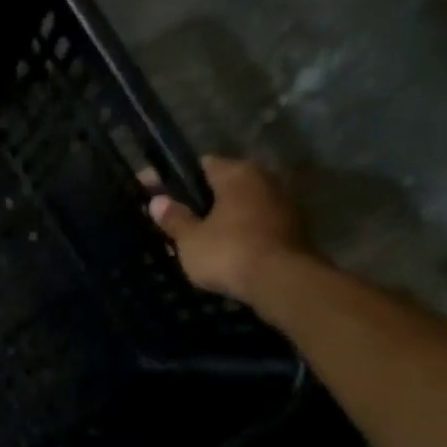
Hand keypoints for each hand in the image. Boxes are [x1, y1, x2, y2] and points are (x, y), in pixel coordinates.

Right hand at [142, 156, 310, 305]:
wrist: (281, 282)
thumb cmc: (228, 252)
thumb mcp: (190, 239)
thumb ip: (174, 218)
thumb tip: (157, 201)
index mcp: (237, 174)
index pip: (201, 165)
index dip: (174, 179)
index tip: (154, 192)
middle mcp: (264, 179)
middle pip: (223, 185)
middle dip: (199, 200)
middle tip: (175, 220)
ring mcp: (283, 203)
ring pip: (241, 205)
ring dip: (221, 218)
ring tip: (197, 239)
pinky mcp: (293, 228)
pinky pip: (256, 223)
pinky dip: (239, 232)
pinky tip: (223, 250)